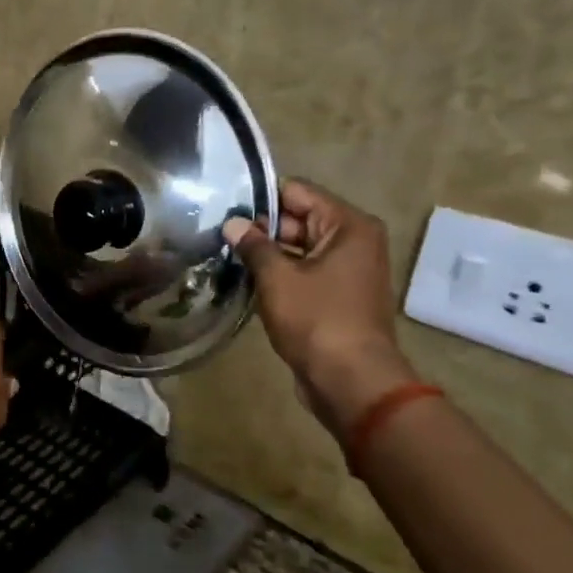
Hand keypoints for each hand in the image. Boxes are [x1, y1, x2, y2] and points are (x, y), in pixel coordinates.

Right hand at [223, 180, 417, 431]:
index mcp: (348, 226)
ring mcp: (348, 270)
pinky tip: (247, 280)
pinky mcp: (338, 296)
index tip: (225, 207)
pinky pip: (304, 272)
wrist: (350, 380)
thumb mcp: (278, 278)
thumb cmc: (316, 320)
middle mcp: (354, 241)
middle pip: (300, 219)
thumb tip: (232, 223)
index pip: (298, 192)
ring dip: (268, 253)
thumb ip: (254, 246)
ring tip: (226, 255)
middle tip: (218, 234)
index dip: (261, 198)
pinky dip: (280, 275)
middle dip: (261, 227)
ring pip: (299, 248)